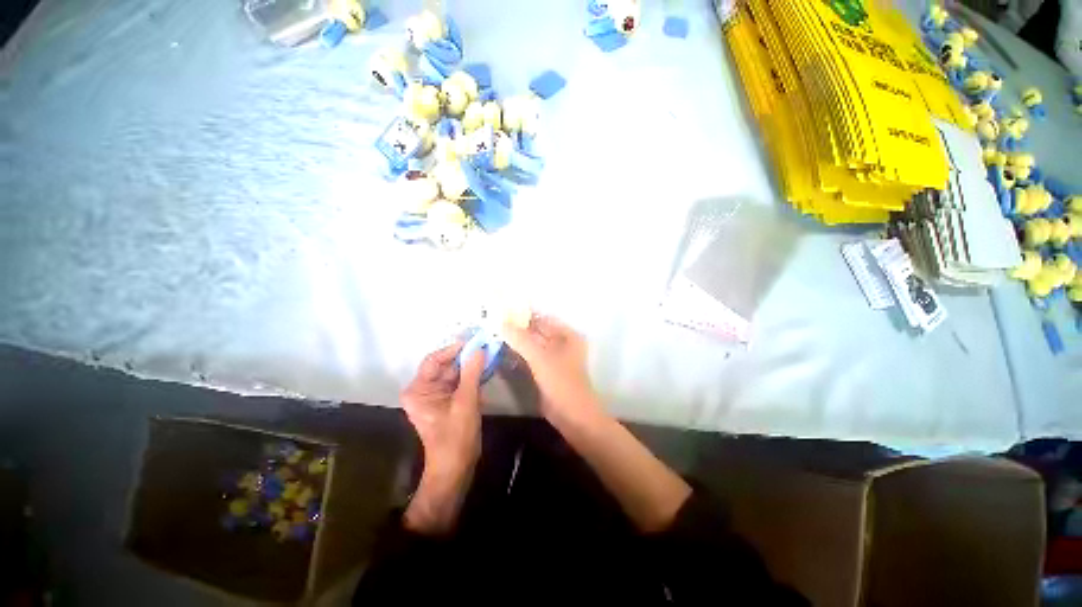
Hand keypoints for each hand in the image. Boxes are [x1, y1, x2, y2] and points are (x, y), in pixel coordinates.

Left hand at [401, 343, 485, 533]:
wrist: (456, 467)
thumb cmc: (456, 436)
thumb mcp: (465, 402)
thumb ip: (472, 373)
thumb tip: (479, 349)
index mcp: (419, 390)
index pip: (434, 360)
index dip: (453, 349)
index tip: (474, 342)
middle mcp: (424, 389)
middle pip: (445, 365)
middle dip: (465, 357)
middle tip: (485, 345)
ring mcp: (436, 395)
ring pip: (454, 372)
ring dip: (470, 365)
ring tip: (488, 353)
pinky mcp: (447, 400)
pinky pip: (459, 381)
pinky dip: (472, 375)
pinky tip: (485, 368)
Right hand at [502, 315, 601, 424]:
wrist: (572, 416)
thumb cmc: (561, 382)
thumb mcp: (541, 358)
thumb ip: (521, 339)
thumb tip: (500, 322)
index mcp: (567, 334)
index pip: (542, 317)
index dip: (523, 313)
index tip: (501, 311)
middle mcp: (562, 342)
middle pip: (537, 330)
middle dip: (517, 327)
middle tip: (493, 322)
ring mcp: (554, 357)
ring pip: (532, 343)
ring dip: (516, 340)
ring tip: (494, 333)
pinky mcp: (546, 370)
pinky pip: (530, 356)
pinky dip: (519, 353)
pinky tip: (502, 350)